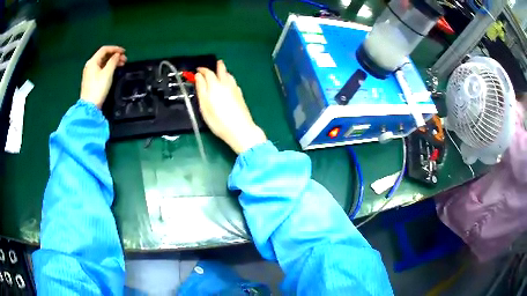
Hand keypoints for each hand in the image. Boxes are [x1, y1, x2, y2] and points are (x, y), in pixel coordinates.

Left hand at [80, 46, 126, 108]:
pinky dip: (108, 67)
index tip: (124, 52)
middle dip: (114, 55)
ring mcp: (90, 73)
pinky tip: (114, 70)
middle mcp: (90, 65)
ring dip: (112, 61)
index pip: (104, 49)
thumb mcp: (107, 73)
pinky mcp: (91, 79)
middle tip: (124, 59)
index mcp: (92, 61)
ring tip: (121, 65)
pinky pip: (101, 68)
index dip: (115, 48)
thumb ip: (113, 61)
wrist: (89, 106)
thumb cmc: (98, 88)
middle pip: (104, 56)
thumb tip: (117, 55)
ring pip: (103, 62)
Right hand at [195, 60, 266, 153]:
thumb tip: (198, 76)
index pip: (208, 73)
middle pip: (222, 71)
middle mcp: (226, 84)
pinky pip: (234, 83)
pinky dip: (230, 80)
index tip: (198, 69)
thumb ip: (201, 89)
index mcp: (215, 85)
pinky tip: (229, 84)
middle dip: (218, 66)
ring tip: (222, 72)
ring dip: (225, 72)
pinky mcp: (241, 95)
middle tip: (217, 62)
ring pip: (230, 76)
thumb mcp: (204, 105)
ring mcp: (235, 89)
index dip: (202, 70)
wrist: (240, 129)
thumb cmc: (217, 120)